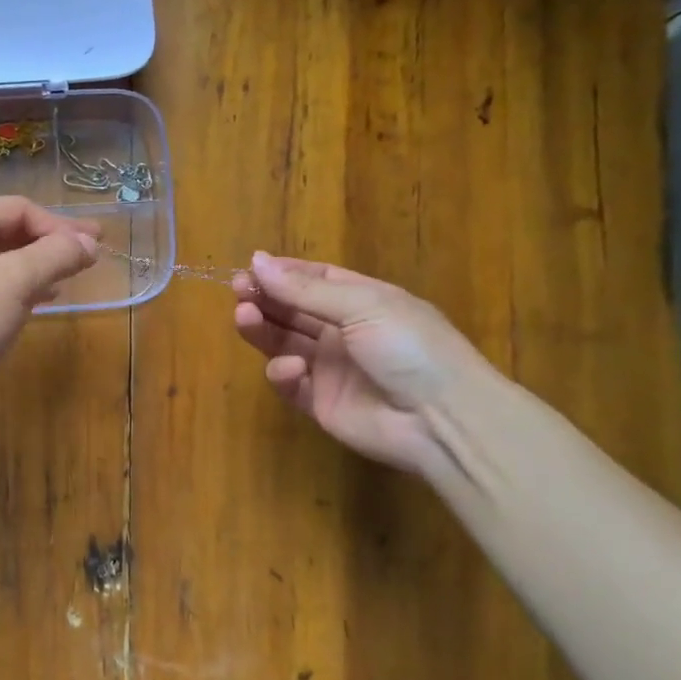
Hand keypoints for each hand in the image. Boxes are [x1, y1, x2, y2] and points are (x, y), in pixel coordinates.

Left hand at [0, 197, 99, 422]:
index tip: (95, 247)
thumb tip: (90, 244)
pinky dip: (21, 288)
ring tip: (72, 276)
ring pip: (3, 261)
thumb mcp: (16, 280)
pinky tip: (43, 299)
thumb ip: (57, 255)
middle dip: (51, 243)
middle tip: (91, 257)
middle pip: (11, 231)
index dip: (60, 225)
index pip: (20, 208)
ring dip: (39, 265)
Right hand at [232, 252, 491, 475]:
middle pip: (293, 310)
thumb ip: (304, 289)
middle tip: (238, 292)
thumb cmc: (409, 348)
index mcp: (362, 301)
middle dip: (265, 299)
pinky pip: (290, 383)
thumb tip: (256, 260)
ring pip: (284, 342)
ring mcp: (330, 368)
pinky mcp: (319, 402)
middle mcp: (343, 331)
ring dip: (262, 329)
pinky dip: (283, 373)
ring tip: (244, 318)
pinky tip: (292, 368)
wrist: (442, 420)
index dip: (282, 274)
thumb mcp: (362, 306)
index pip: (313, 280)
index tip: (249, 269)